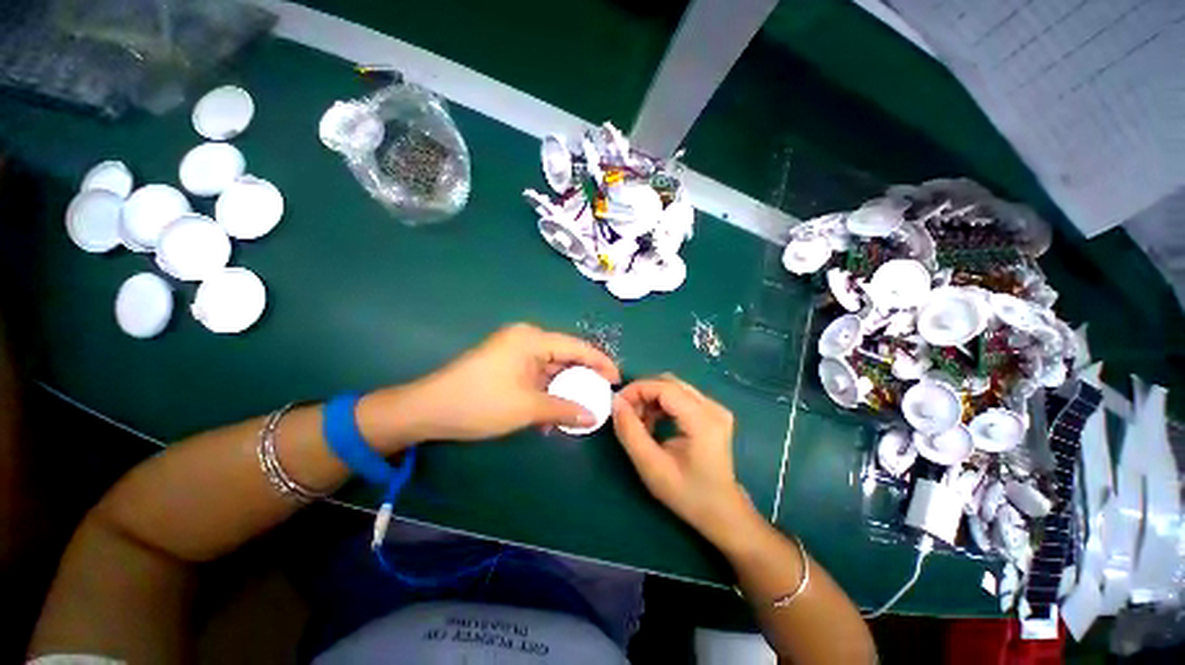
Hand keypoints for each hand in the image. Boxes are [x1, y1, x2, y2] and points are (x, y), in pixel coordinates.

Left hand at [360, 324, 619, 450]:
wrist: (428, 410)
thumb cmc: (480, 402)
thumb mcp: (527, 407)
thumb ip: (565, 409)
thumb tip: (594, 416)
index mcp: (532, 339)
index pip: (576, 347)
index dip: (600, 362)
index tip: (617, 379)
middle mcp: (526, 339)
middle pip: (565, 356)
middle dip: (583, 377)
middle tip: (602, 395)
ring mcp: (515, 352)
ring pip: (551, 368)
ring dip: (564, 388)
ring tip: (583, 406)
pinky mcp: (507, 365)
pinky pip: (536, 375)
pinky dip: (548, 391)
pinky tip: (556, 409)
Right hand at [612, 374, 758, 549]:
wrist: (721, 512)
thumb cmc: (687, 494)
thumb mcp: (651, 466)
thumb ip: (630, 431)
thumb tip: (616, 402)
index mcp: (703, 420)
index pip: (664, 387)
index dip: (637, 390)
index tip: (617, 404)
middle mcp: (713, 407)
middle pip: (669, 383)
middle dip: (643, 393)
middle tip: (627, 414)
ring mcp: (716, 408)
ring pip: (674, 387)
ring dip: (651, 399)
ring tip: (640, 422)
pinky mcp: (713, 412)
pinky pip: (680, 396)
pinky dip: (662, 404)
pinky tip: (654, 422)